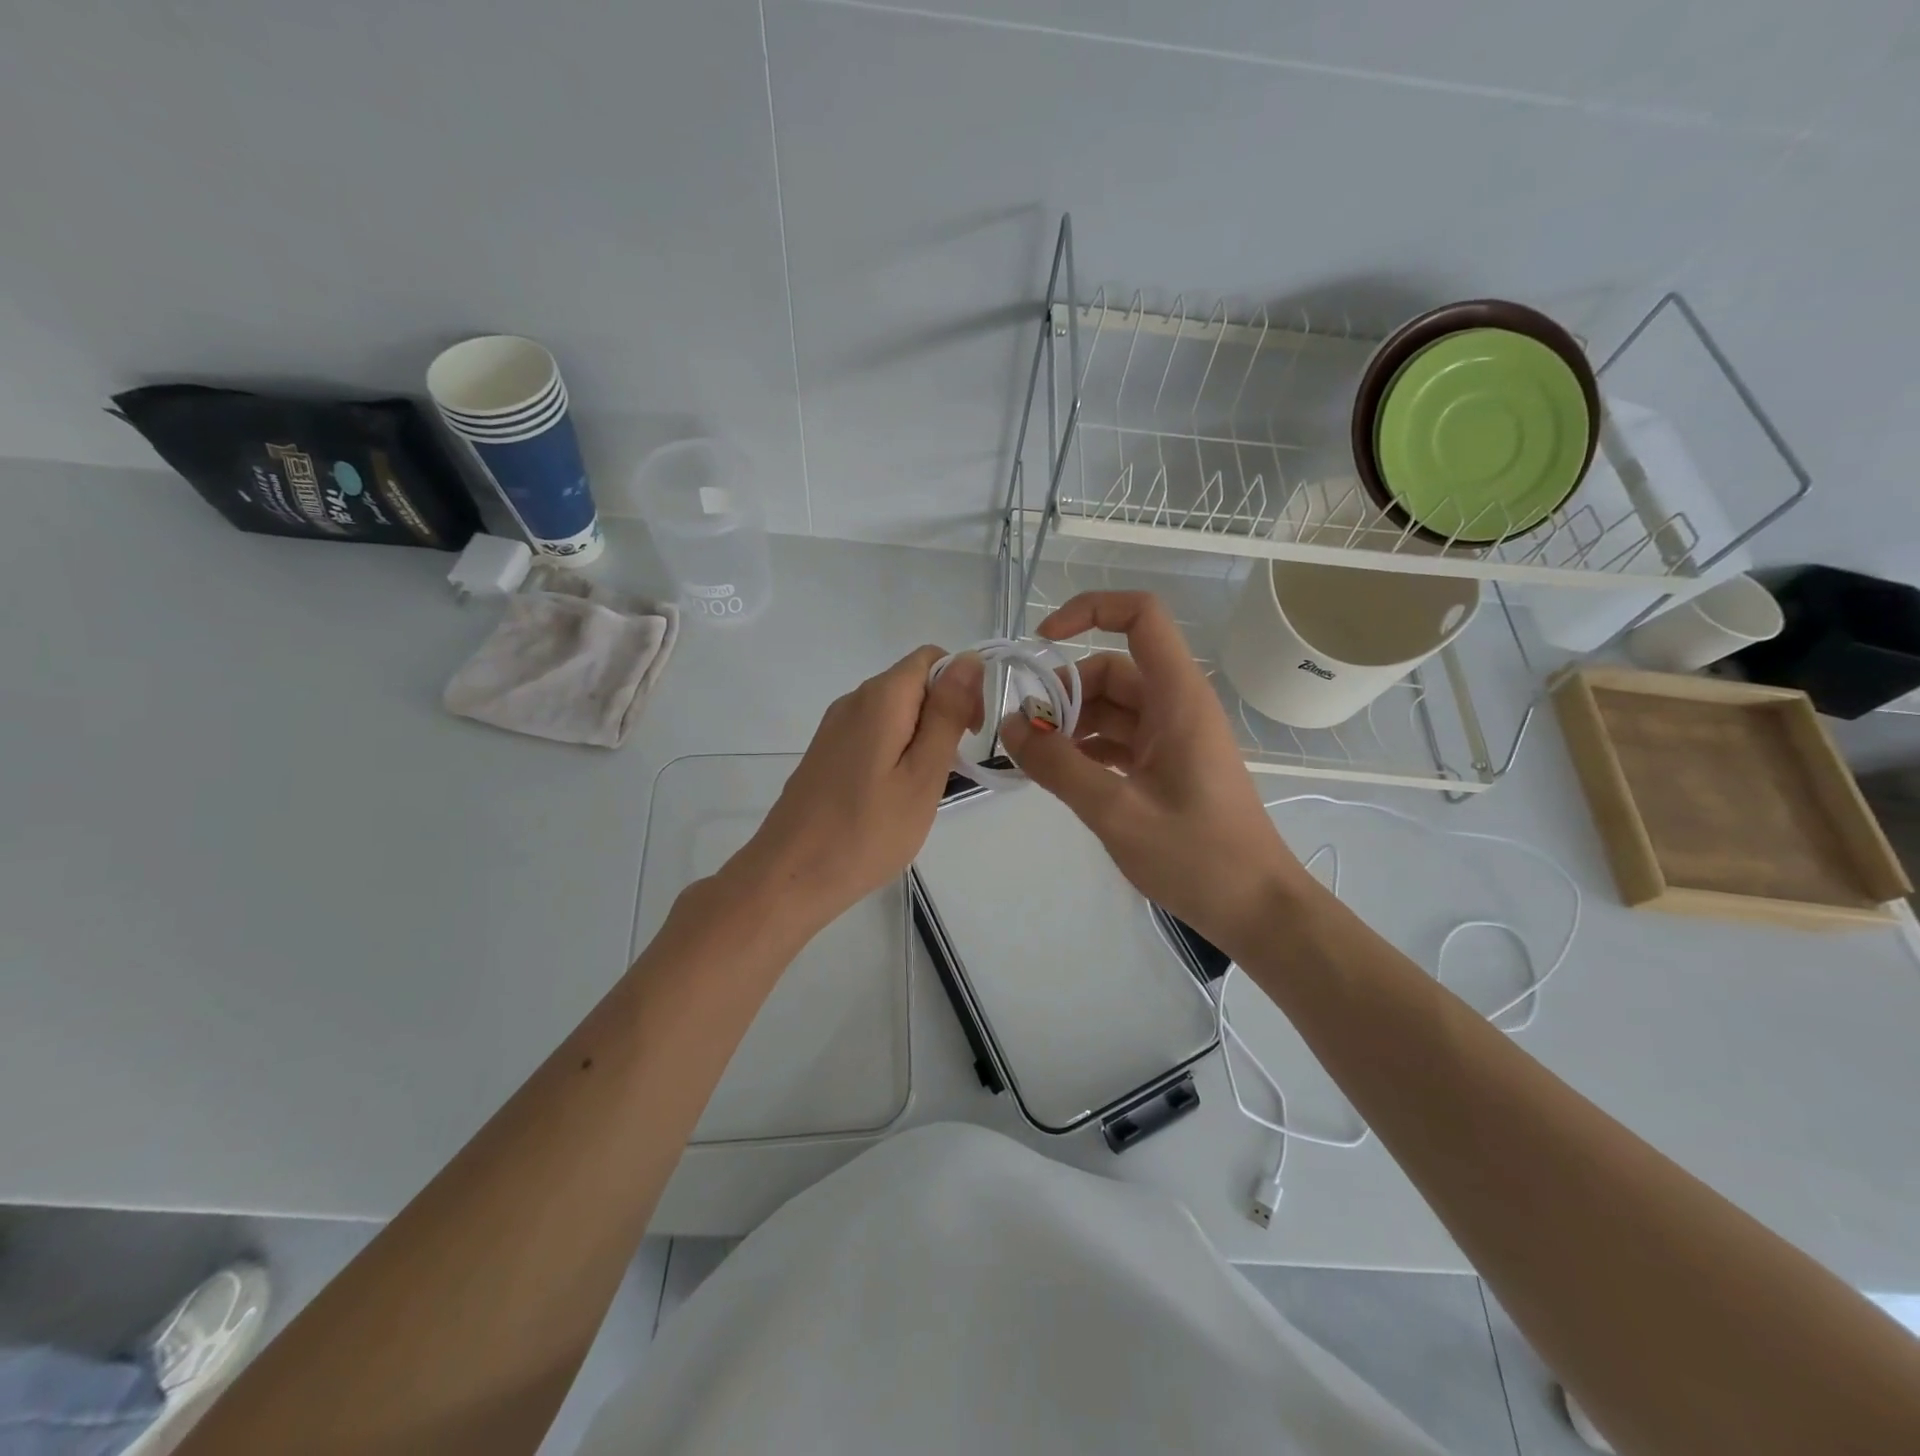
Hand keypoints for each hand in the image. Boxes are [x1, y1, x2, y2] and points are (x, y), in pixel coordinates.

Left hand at [726, 646, 983, 934]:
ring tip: (921, 789)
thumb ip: (947, 713)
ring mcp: (834, 727)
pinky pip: (873, 734)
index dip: (962, 685)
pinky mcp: (826, 753)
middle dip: (942, 715)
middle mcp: (853, 700)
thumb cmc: (867, 831)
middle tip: (947, 771)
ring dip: (920, 738)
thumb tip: (970, 659)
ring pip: (895, 712)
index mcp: (880, 697)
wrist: (790, 876)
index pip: (932, 658)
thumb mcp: (923, 774)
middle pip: (912, 683)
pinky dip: (895, 753)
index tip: (970, 734)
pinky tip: (892, 795)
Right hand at [1000, 592, 1312, 955]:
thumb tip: (1010, 727)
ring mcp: (1173, 737)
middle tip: (1026, 735)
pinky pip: (1119, 739)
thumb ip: (1058, 766)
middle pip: (1112, 669)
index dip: (1090, 610)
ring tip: (1036, 761)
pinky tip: (1060, 776)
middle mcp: (1176, 706)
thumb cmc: (1196, 856)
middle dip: (1064, 692)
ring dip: (1071, 724)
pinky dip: (1087, 748)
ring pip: (1111, 707)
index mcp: (1177, 698)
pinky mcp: (1168, 766)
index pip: (1140, 617)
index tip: (1041, 642)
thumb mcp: (1116, 810)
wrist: (1256, 908)